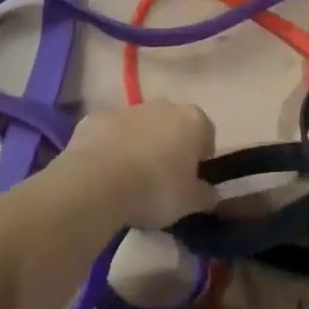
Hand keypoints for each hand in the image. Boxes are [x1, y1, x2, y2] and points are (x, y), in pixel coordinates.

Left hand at [66, 100, 218, 228]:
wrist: (97, 183)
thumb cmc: (155, 189)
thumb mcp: (189, 203)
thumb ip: (206, 195)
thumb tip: (212, 194)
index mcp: (193, 120)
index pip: (206, 135)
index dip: (200, 159)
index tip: (191, 181)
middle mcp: (163, 106)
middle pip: (172, 126)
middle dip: (169, 147)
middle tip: (161, 181)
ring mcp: (128, 109)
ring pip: (140, 127)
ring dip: (139, 146)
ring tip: (129, 180)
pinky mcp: (97, 118)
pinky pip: (110, 133)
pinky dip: (110, 148)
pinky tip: (103, 174)